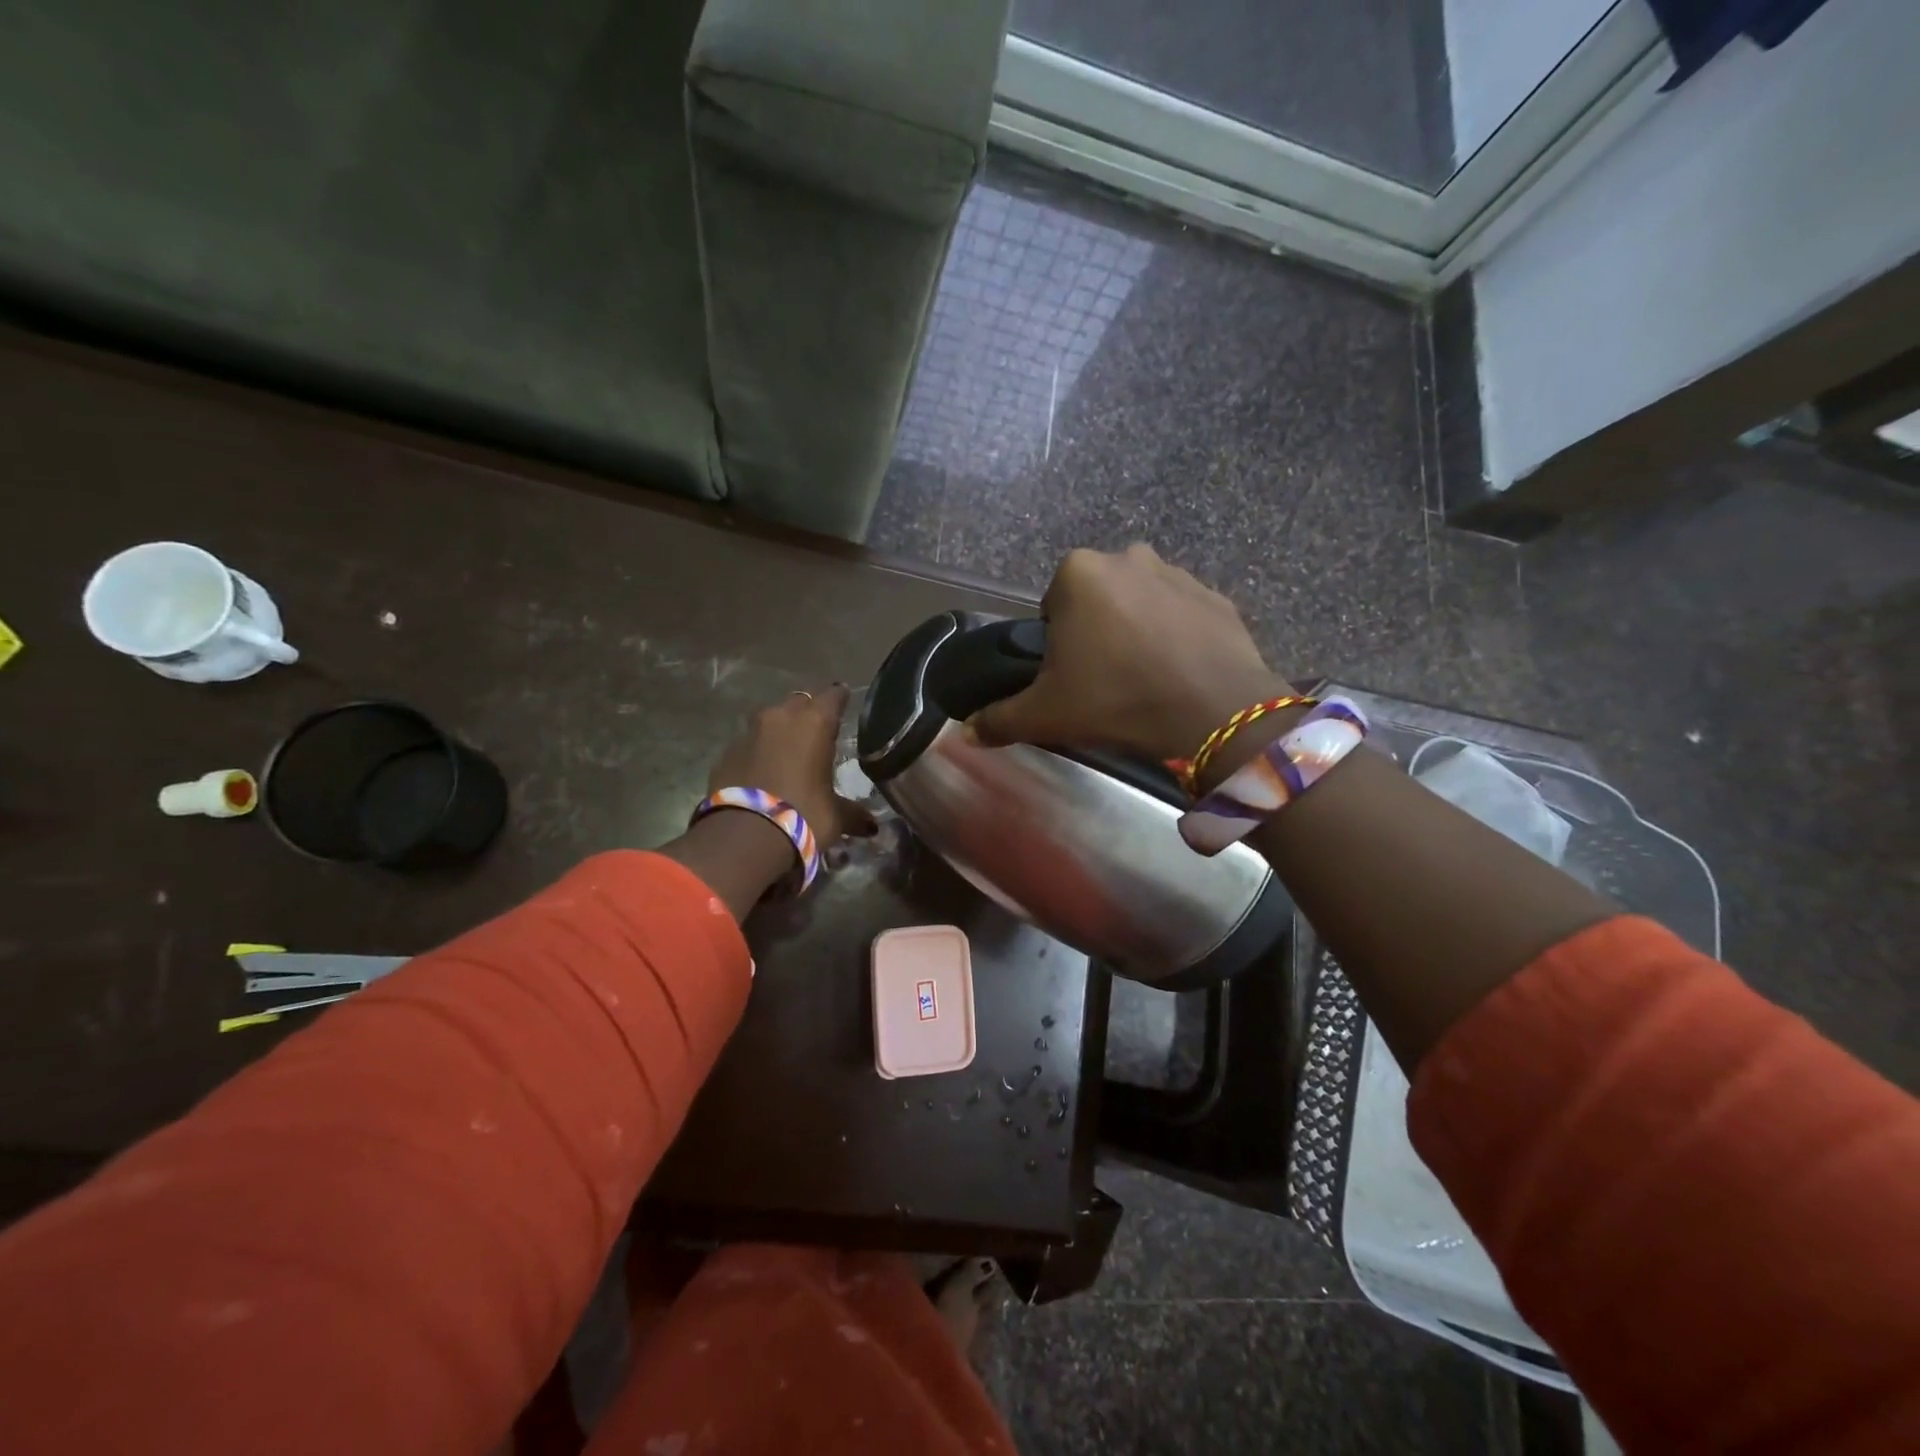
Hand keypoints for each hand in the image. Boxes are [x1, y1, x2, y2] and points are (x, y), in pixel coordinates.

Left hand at [708, 684, 876, 845]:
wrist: (743, 837)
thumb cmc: (802, 816)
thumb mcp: (835, 817)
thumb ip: (852, 814)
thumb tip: (871, 826)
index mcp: (814, 724)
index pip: (833, 696)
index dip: (840, 698)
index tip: (844, 700)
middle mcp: (781, 718)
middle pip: (799, 702)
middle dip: (808, 712)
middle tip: (817, 731)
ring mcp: (749, 733)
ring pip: (770, 720)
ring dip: (780, 730)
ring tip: (789, 751)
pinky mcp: (726, 753)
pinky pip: (749, 743)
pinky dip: (758, 752)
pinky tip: (764, 772)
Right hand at [970, 545, 1290, 762]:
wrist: (1212, 712)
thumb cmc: (1116, 700)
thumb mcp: (1046, 715)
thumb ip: (999, 719)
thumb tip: (967, 732)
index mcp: (1078, 573)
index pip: (1053, 604)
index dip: (1058, 641)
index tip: (1071, 675)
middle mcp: (1128, 557)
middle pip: (1097, 598)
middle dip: (1097, 629)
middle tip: (1104, 678)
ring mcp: (1178, 573)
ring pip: (1141, 602)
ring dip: (1137, 628)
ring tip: (1144, 677)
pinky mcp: (1217, 596)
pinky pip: (1183, 614)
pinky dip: (1177, 636)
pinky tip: (1180, 672)